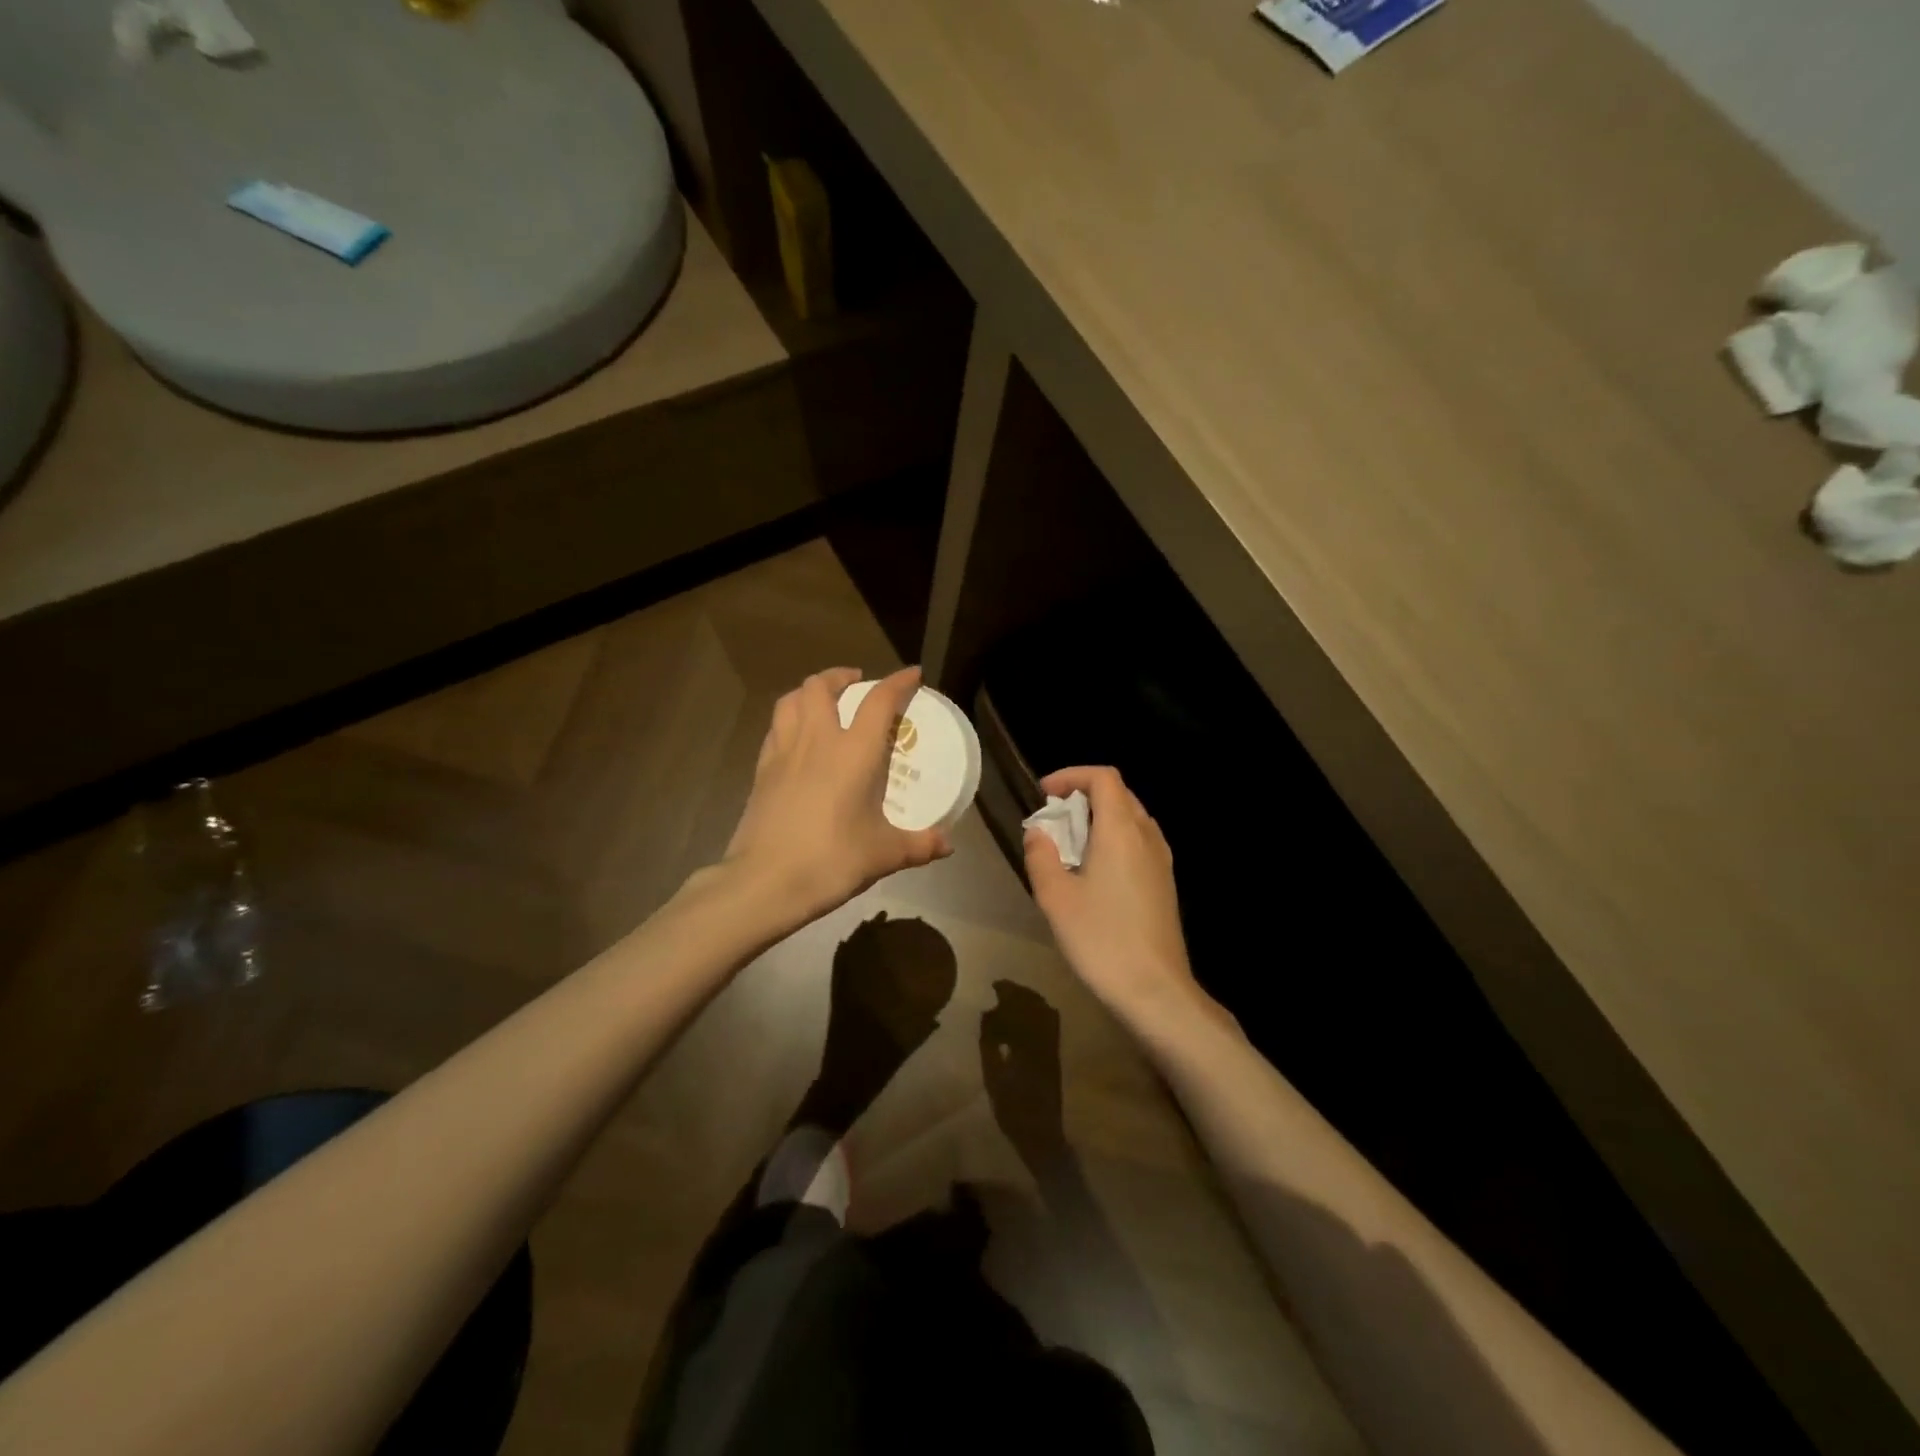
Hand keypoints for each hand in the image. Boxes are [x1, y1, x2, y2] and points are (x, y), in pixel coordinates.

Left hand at [725, 667, 951, 927]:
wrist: (766, 882)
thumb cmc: (831, 860)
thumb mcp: (884, 854)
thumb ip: (919, 845)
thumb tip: (947, 845)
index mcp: (853, 752)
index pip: (878, 701)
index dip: (897, 682)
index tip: (912, 674)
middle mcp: (817, 741)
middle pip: (821, 687)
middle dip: (840, 676)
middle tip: (856, 684)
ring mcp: (783, 753)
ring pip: (790, 701)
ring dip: (809, 691)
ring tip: (823, 701)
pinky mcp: (761, 771)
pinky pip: (775, 729)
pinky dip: (789, 720)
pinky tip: (797, 738)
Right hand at [979, 979, 1067, 1173]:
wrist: (1041, 1134)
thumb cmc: (1012, 1109)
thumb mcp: (993, 1077)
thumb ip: (989, 1044)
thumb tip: (987, 1014)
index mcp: (1027, 1044)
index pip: (1018, 1008)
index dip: (1008, 993)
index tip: (995, 985)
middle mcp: (1044, 1040)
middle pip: (1035, 1005)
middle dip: (1019, 992)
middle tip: (1002, 988)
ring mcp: (1053, 1046)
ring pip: (1045, 1011)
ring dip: (1030, 999)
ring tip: (1013, 997)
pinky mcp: (1056, 1054)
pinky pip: (1052, 1023)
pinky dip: (1041, 1011)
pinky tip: (1029, 1014)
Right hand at [1024, 767, 1198, 1022]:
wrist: (1155, 990)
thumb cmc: (1102, 939)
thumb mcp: (1056, 897)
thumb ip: (1041, 855)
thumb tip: (1038, 832)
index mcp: (1121, 830)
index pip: (1103, 777)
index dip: (1071, 776)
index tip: (1044, 795)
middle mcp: (1147, 836)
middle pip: (1118, 794)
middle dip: (1082, 797)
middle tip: (1052, 821)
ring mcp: (1161, 860)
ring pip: (1130, 818)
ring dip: (1098, 819)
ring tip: (1068, 846)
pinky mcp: (1164, 882)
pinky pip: (1138, 842)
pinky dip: (1113, 840)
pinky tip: (1093, 873)